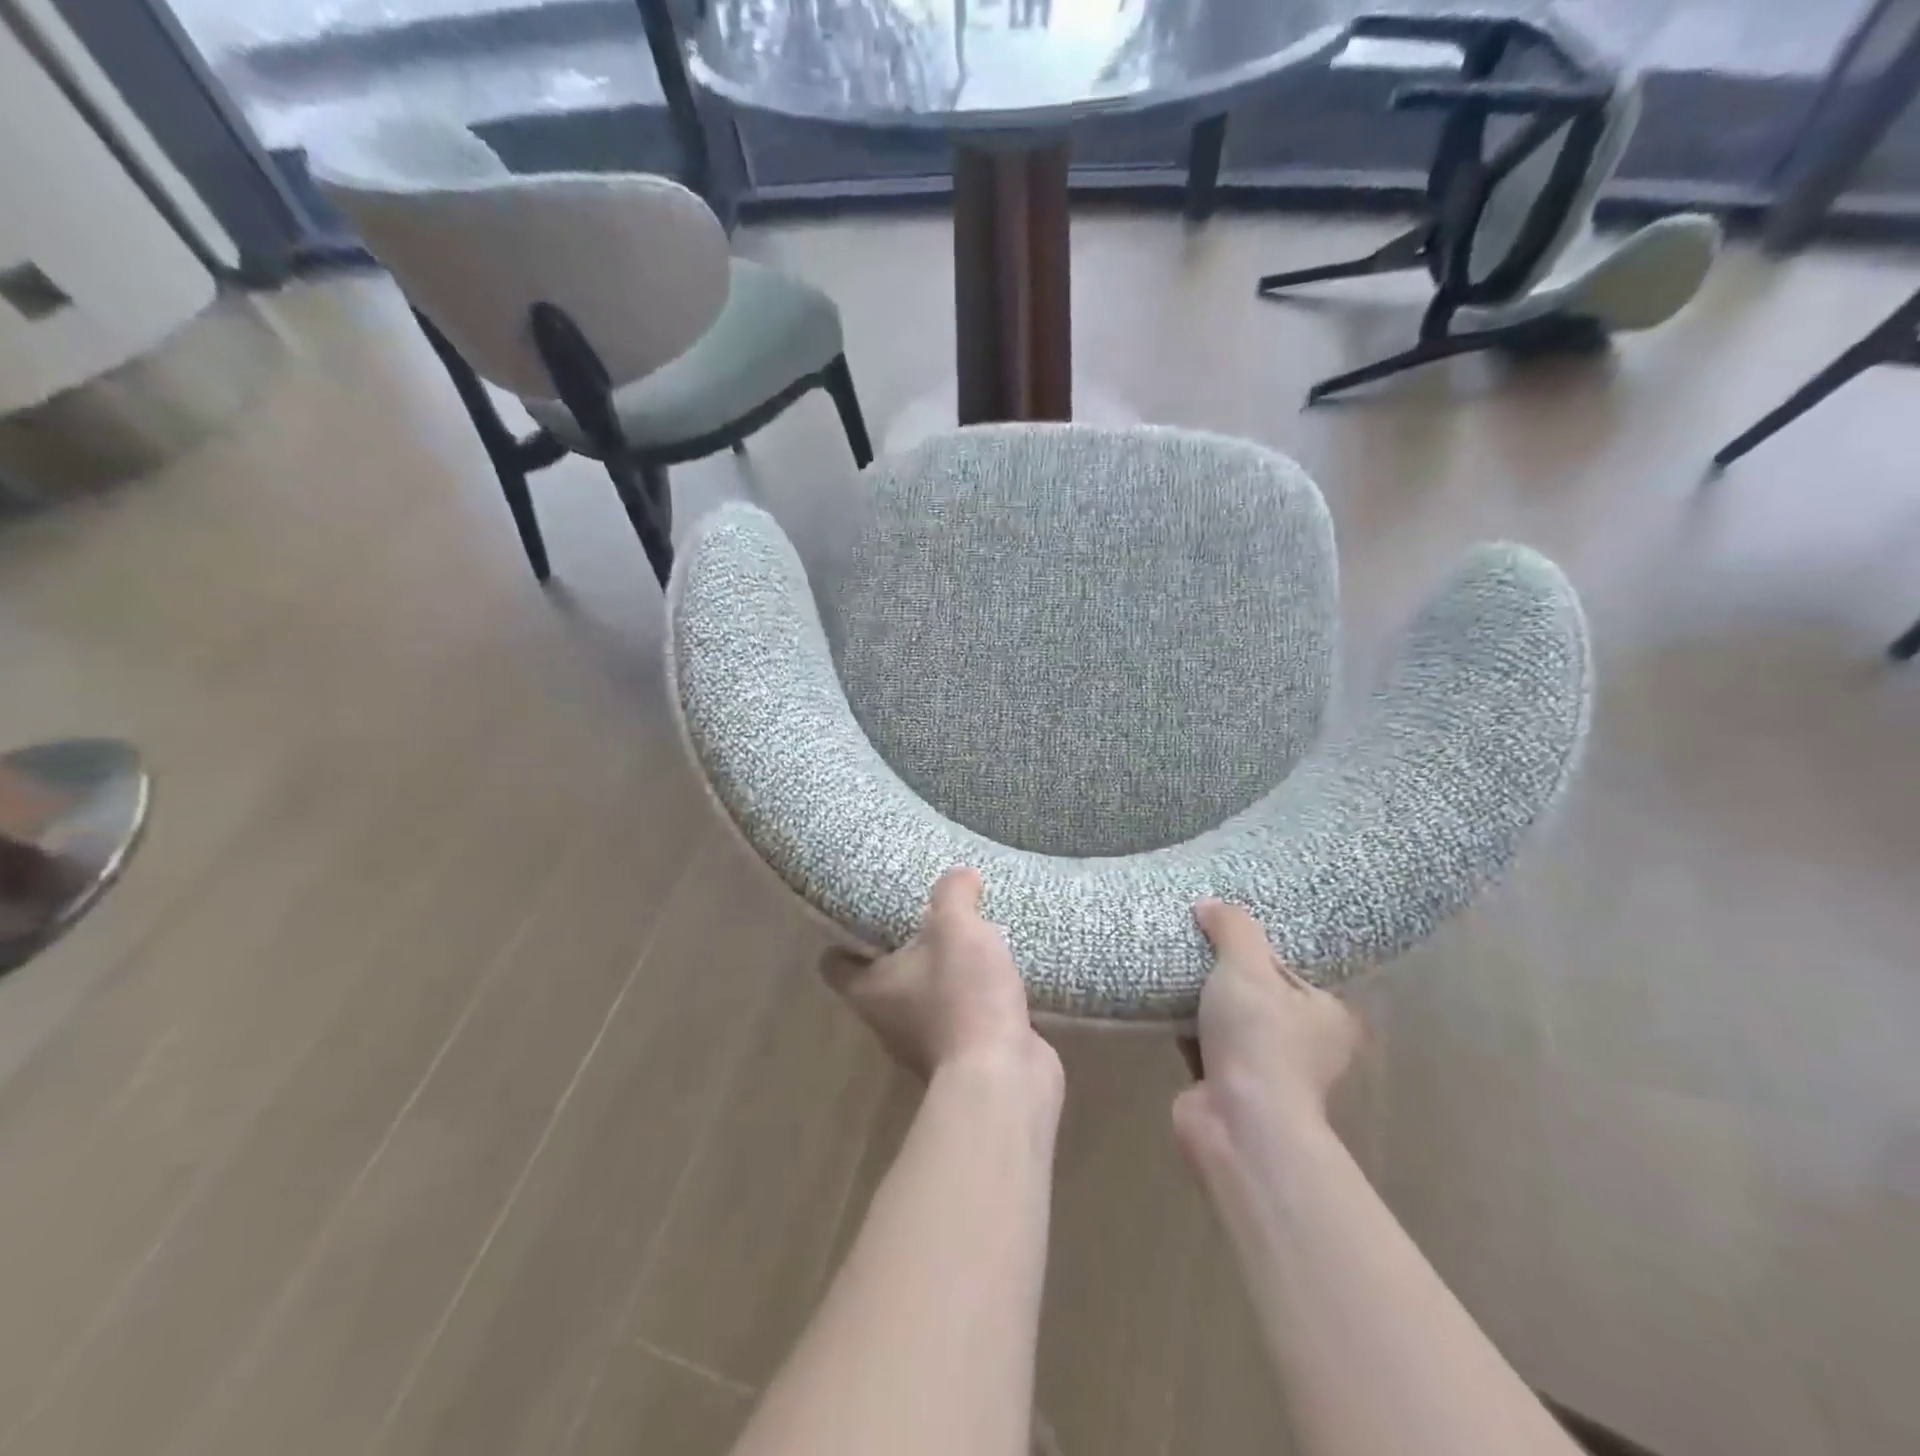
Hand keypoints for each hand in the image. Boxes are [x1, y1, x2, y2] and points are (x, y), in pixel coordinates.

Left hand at [820, 866, 1056, 1086]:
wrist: (1003, 1077)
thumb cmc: (963, 997)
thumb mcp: (956, 928)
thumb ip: (953, 893)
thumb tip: (960, 874)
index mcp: (869, 989)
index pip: (835, 963)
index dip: (845, 937)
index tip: (868, 910)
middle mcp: (887, 1020)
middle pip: (883, 976)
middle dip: (904, 947)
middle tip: (927, 914)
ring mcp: (924, 1043)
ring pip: (924, 996)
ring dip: (942, 973)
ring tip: (966, 937)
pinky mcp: (962, 1056)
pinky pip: (960, 1016)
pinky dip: (972, 998)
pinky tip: (995, 972)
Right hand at [1172, 899, 1362, 1166]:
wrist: (1239, 1122)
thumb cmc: (1260, 1038)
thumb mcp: (1248, 966)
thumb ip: (1232, 928)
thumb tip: (1210, 904)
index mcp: (1328, 1013)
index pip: (1293, 966)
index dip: (1261, 945)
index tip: (1229, 926)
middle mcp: (1305, 1043)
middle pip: (1259, 991)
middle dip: (1227, 972)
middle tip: (1195, 939)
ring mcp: (1266, 1069)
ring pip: (1229, 1018)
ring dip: (1203, 1000)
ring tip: (1174, 962)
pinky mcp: (1227, 1085)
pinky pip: (1204, 1042)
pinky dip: (1186, 1025)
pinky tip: (1162, 1000)